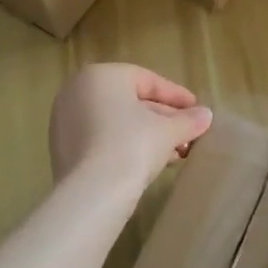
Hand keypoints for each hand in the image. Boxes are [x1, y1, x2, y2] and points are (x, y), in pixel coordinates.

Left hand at [48, 64, 212, 194]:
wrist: (92, 192)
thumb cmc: (132, 145)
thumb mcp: (168, 131)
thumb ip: (188, 120)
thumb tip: (206, 116)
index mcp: (101, 75)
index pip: (147, 80)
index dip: (177, 96)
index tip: (198, 111)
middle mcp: (77, 92)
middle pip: (130, 101)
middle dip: (164, 120)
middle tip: (188, 135)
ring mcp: (65, 121)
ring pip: (116, 123)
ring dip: (148, 136)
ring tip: (176, 154)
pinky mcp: (61, 149)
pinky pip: (101, 140)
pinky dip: (125, 147)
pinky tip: (149, 164)